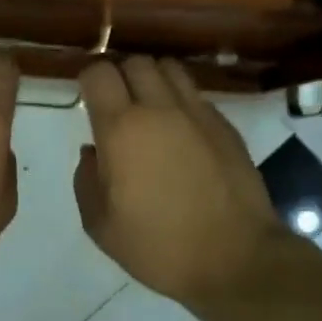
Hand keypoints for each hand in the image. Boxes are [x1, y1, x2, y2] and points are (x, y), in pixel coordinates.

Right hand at [73, 56, 293, 301]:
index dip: (89, 81)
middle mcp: (159, 109)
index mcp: (122, 129)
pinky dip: (182, 101)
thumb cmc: (159, 246)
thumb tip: (92, 151)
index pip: (99, 73)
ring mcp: (197, 113)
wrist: (235, 259)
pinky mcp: (225, 124)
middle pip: (135, 61)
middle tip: (118, 105)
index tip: (88, 101)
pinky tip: (183, 132)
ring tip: (151, 108)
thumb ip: (86, 181)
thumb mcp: (101, 226)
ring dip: (154, 80)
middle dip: (121, 76)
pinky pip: (196, 95)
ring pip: (170, 68)